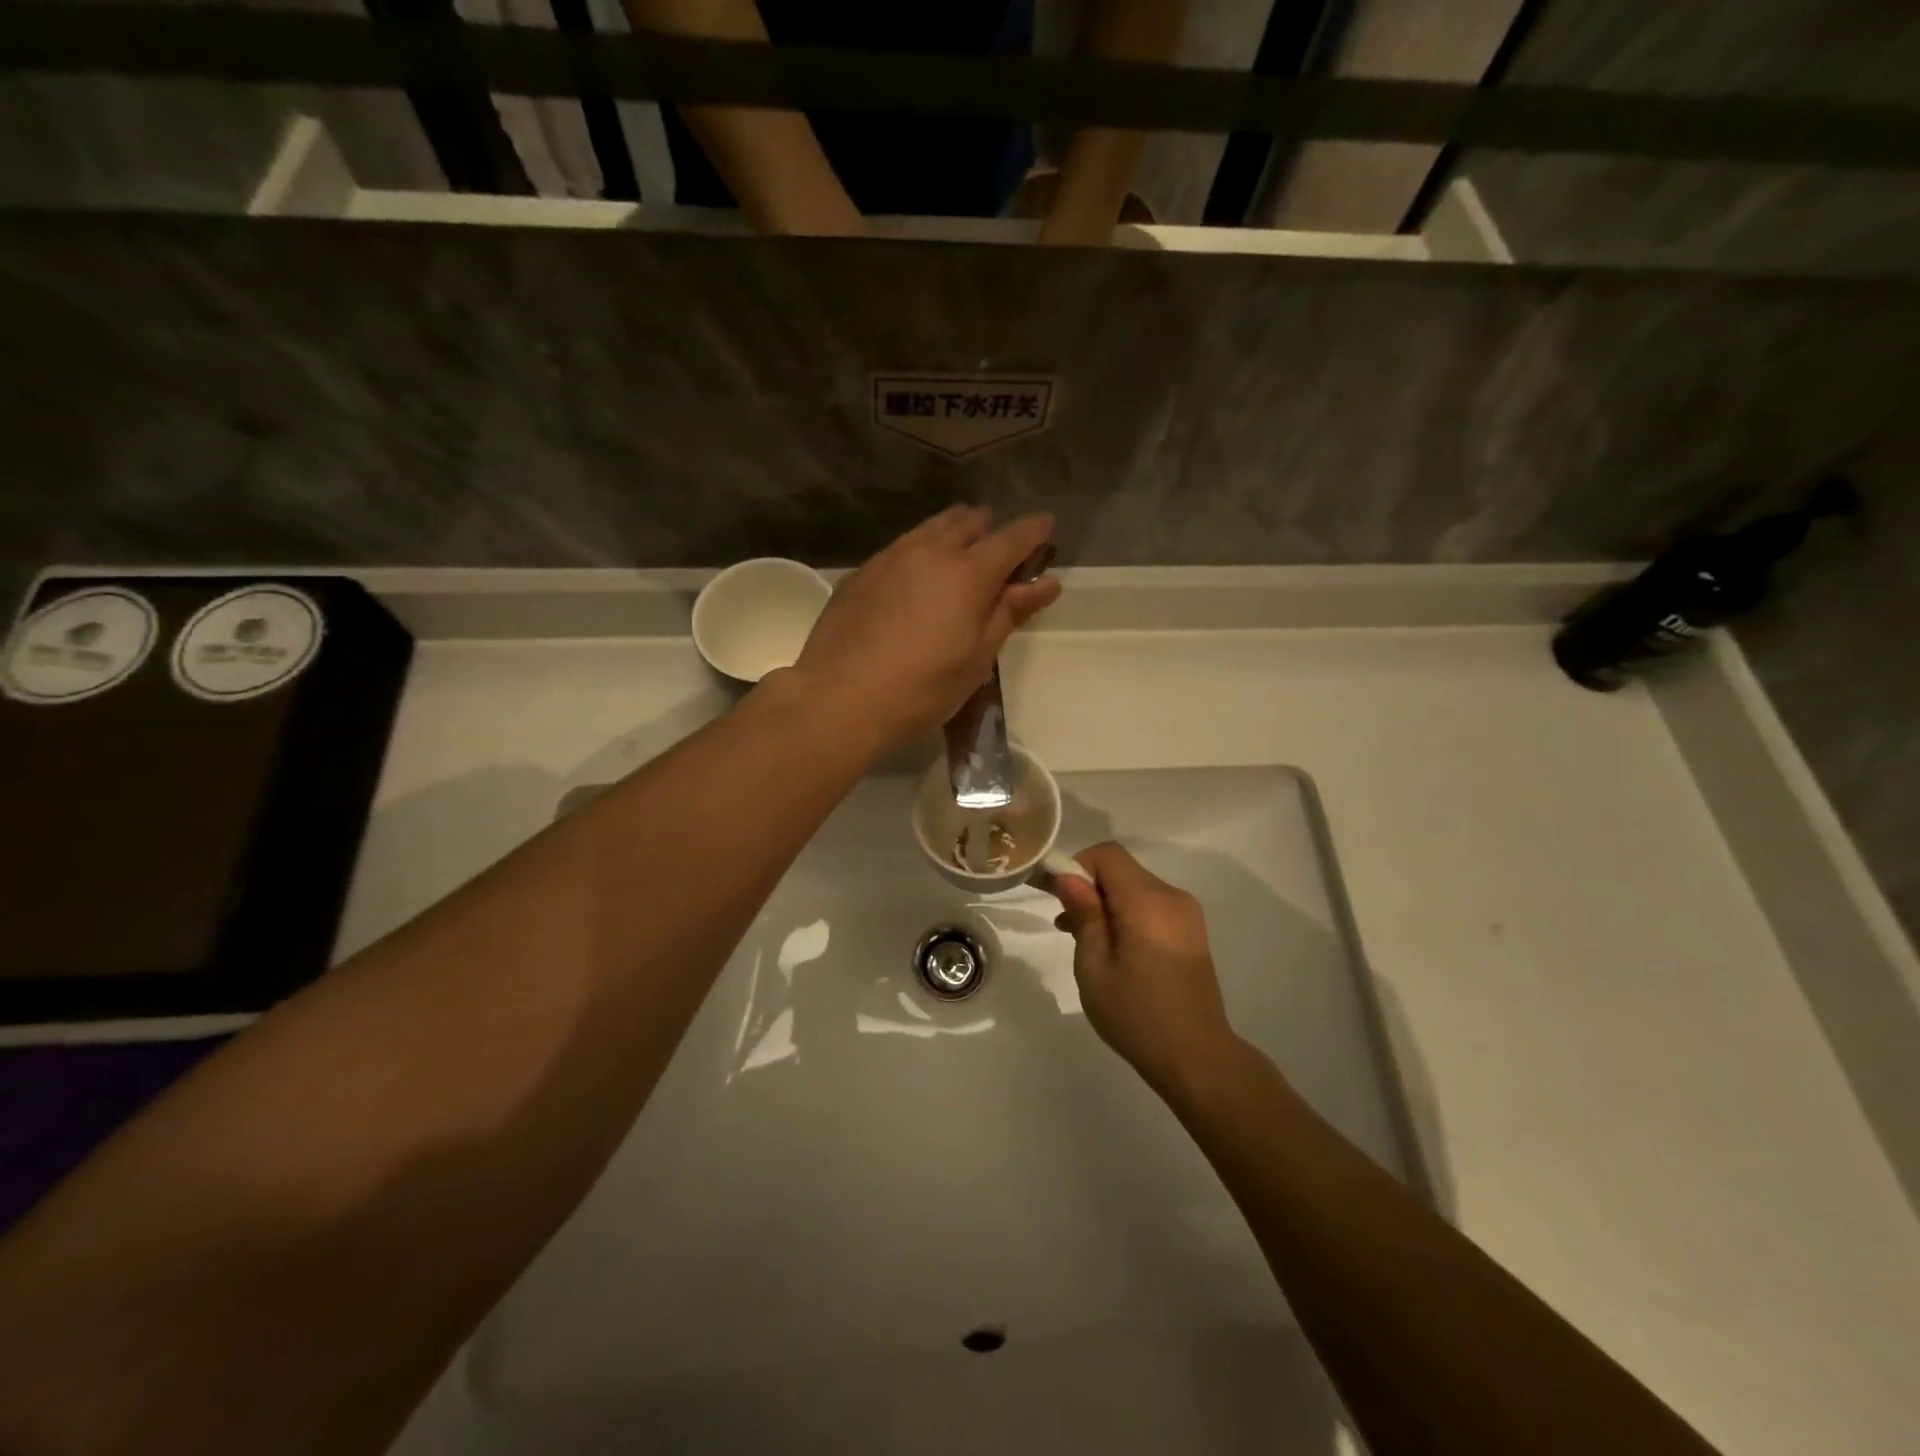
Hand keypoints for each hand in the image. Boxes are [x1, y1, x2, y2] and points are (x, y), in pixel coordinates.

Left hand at [793, 506, 1060, 753]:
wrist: (840, 699)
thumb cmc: (922, 688)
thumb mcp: (977, 658)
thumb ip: (1009, 613)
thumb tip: (1046, 583)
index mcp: (968, 572)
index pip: (1011, 538)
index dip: (1033, 530)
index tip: (1046, 526)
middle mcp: (929, 551)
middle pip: (967, 522)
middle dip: (989, 528)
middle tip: (999, 548)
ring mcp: (889, 557)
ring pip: (930, 529)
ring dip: (952, 532)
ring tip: (960, 551)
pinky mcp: (860, 573)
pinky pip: (900, 548)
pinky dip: (919, 551)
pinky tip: (915, 576)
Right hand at [1053, 843, 1239, 1097]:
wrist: (1197, 1059)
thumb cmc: (1137, 1014)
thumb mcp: (1095, 966)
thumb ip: (1084, 915)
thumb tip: (1069, 877)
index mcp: (1147, 901)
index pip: (1107, 855)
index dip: (1077, 865)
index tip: (1055, 893)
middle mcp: (1171, 897)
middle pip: (1121, 871)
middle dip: (1088, 887)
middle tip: (1062, 922)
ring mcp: (1186, 915)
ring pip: (1135, 889)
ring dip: (1105, 904)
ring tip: (1081, 940)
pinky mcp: (1190, 934)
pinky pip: (1150, 908)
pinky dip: (1126, 916)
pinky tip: (1110, 948)